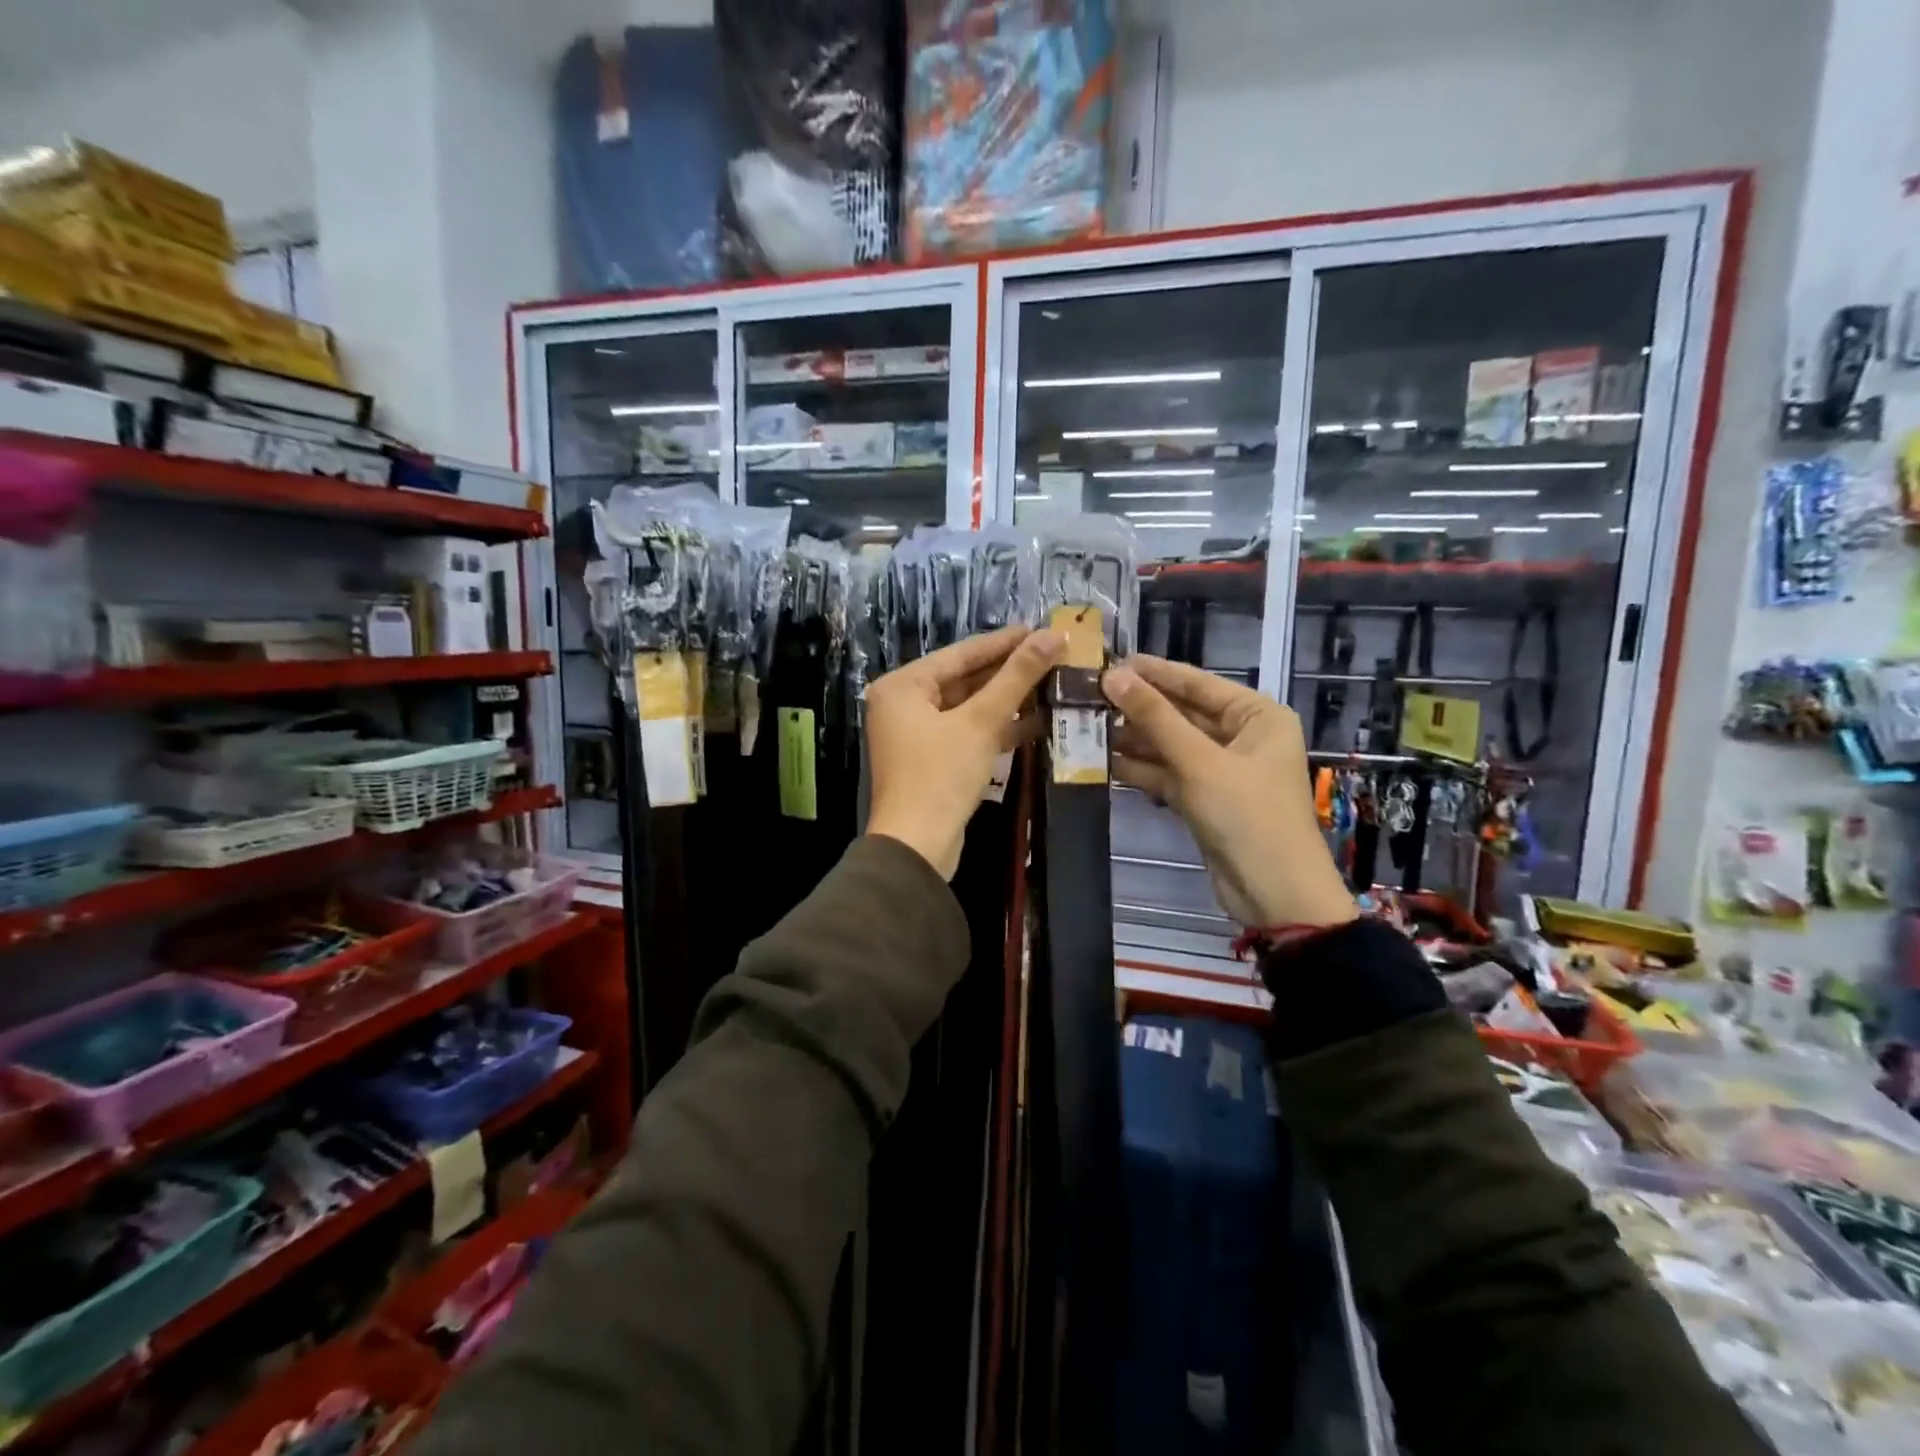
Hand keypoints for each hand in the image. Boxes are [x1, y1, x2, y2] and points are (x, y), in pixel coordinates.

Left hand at [865, 625, 1063, 878]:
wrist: (918, 846)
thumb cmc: (941, 775)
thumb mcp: (981, 721)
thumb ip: (1017, 676)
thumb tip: (1054, 635)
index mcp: (902, 686)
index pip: (961, 653)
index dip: (1004, 642)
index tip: (1042, 629)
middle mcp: (903, 704)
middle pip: (964, 679)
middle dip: (1009, 671)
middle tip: (1053, 655)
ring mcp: (916, 734)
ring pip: (968, 707)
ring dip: (1007, 700)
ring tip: (1053, 684)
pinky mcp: (932, 760)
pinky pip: (968, 732)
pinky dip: (997, 728)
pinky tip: (1036, 721)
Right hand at [1103, 655, 1356, 929]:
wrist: (1274, 895)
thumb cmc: (1247, 816)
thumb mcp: (1198, 762)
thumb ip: (1155, 717)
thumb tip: (1112, 676)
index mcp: (1257, 716)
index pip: (1198, 682)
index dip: (1153, 672)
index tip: (1108, 660)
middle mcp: (1242, 736)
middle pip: (1182, 713)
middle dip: (1138, 708)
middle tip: (1089, 696)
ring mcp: (1222, 770)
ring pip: (1171, 745)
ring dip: (1134, 739)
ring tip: (1087, 726)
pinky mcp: (1205, 799)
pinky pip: (1169, 773)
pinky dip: (1142, 769)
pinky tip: (1104, 761)